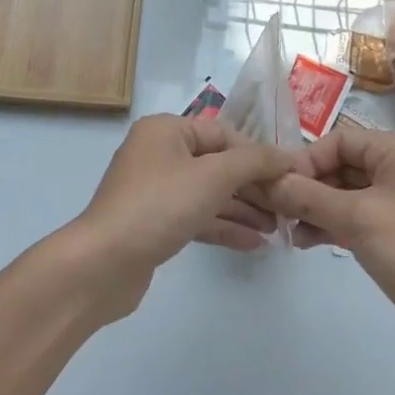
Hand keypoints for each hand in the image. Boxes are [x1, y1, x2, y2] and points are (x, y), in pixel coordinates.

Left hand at [70, 115, 299, 315]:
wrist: (103, 265)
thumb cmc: (159, 206)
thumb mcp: (212, 176)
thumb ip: (254, 162)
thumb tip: (288, 156)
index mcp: (166, 130)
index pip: (223, 134)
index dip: (258, 154)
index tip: (290, 176)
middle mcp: (159, 153)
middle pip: (217, 164)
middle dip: (252, 186)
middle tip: (288, 207)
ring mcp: (155, 190)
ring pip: (208, 193)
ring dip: (242, 208)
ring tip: (278, 228)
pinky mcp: (154, 224)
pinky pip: (196, 217)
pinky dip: (223, 226)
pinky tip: (254, 244)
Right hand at [263, 129, 394, 365]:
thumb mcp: (359, 220)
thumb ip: (310, 197)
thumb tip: (268, 181)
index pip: (338, 140)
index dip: (306, 159)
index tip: (278, 187)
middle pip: (340, 165)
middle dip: (307, 186)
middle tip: (275, 212)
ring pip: (344, 194)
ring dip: (315, 208)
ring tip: (288, 232)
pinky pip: (355, 218)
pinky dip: (331, 225)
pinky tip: (307, 242)